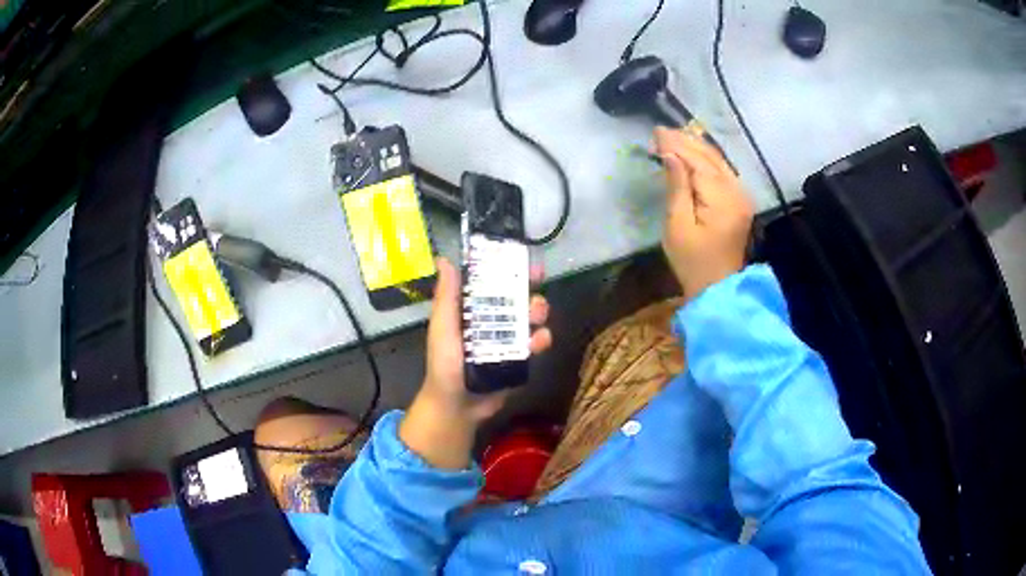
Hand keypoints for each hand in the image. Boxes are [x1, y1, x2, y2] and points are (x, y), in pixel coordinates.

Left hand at [400, 258, 551, 468]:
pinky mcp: (520, 359)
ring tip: (537, 315)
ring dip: (538, 311)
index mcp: (472, 309)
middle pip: (516, 296)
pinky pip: (535, 344)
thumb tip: (444, 258)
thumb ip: (447, 297)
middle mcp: (492, 320)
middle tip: (537, 282)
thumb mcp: (443, 328)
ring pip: (530, 317)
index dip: (507, 268)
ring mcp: (508, 340)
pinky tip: (540, 341)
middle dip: (529, 287)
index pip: (492, 282)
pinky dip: (541, 340)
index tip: (521, 257)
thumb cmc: (444, 364)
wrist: (457, 406)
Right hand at [655, 127, 753, 301]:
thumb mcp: (677, 226)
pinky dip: (706, 158)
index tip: (655, 132)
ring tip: (673, 136)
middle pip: (711, 157)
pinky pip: (723, 171)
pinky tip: (693, 152)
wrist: (718, 288)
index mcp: (722, 199)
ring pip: (719, 161)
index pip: (698, 162)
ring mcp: (741, 196)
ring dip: (696, 147)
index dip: (676, 145)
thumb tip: (670, 155)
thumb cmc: (692, 262)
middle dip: (685, 141)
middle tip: (660, 131)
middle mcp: (737, 192)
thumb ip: (676, 188)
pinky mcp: (739, 201)